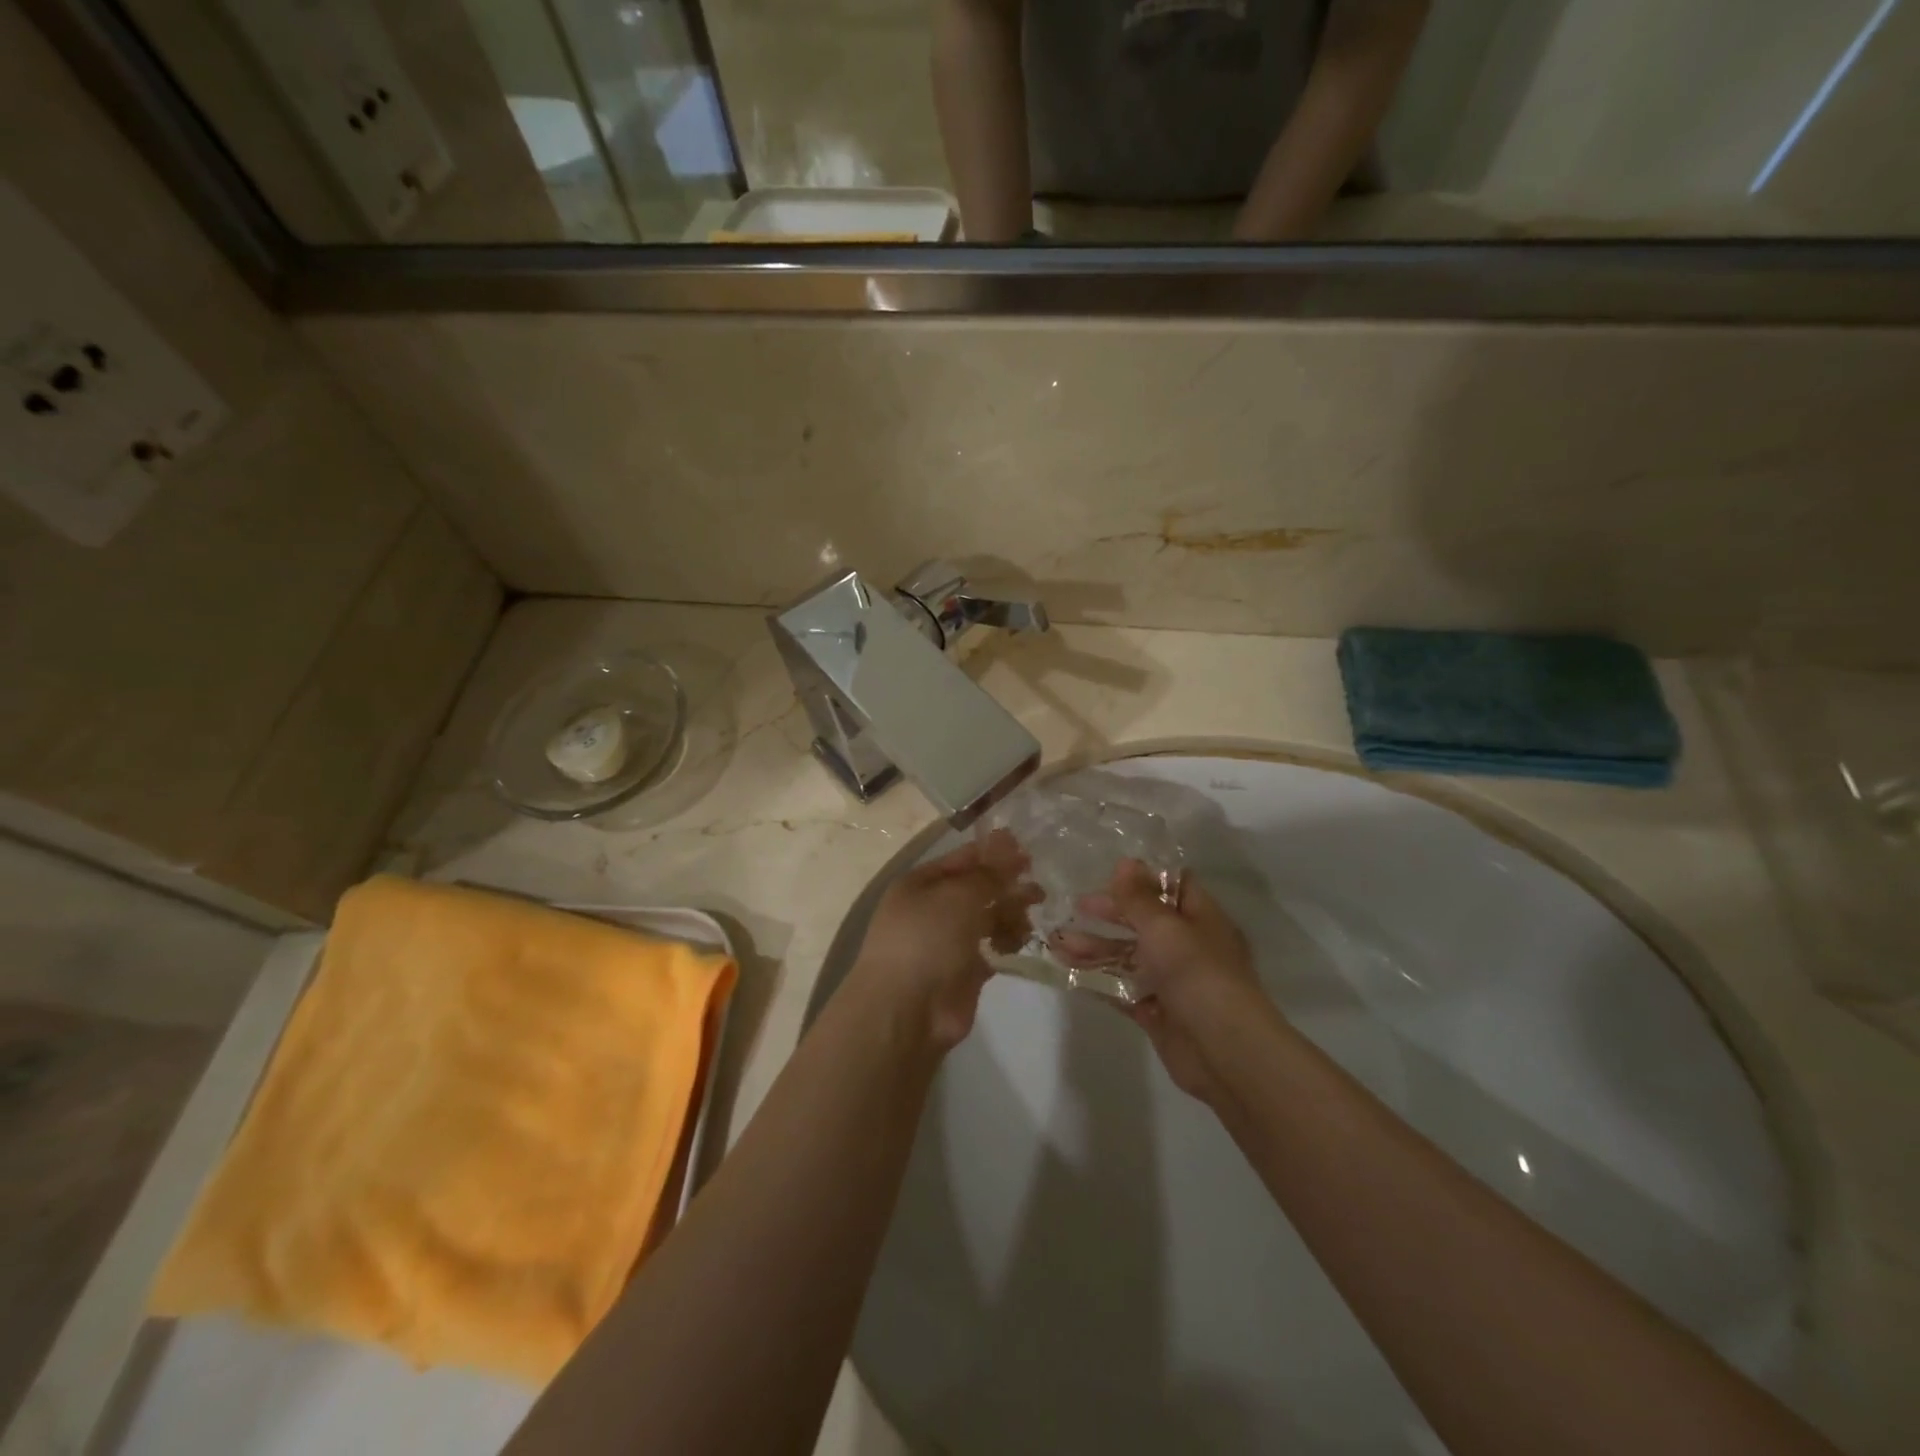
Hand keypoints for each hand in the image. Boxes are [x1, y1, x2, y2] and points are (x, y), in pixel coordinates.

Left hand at [848, 830, 1039, 1048]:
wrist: (906, 1011)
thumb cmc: (926, 940)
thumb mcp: (958, 896)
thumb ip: (988, 874)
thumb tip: (1008, 844)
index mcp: (920, 884)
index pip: (962, 859)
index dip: (993, 853)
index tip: (1027, 850)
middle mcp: (932, 909)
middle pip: (977, 889)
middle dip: (1007, 885)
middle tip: (1039, 889)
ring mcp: (948, 941)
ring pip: (987, 918)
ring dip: (1011, 914)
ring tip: (1031, 918)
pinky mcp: (965, 971)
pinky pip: (991, 947)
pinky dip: (1007, 942)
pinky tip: (1020, 942)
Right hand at [1078, 860, 1266, 1103]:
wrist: (1224, 1052)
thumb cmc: (1198, 975)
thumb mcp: (1165, 928)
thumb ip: (1139, 898)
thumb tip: (1125, 861)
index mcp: (1201, 919)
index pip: (1173, 888)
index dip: (1142, 879)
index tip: (1106, 872)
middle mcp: (1187, 947)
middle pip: (1144, 923)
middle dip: (1109, 914)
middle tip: (1074, 907)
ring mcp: (1171, 982)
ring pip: (1128, 957)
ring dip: (1095, 948)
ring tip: (1057, 943)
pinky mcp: (1156, 1012)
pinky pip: (1122, 990)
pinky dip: (1097, 980)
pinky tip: (1067, 972)